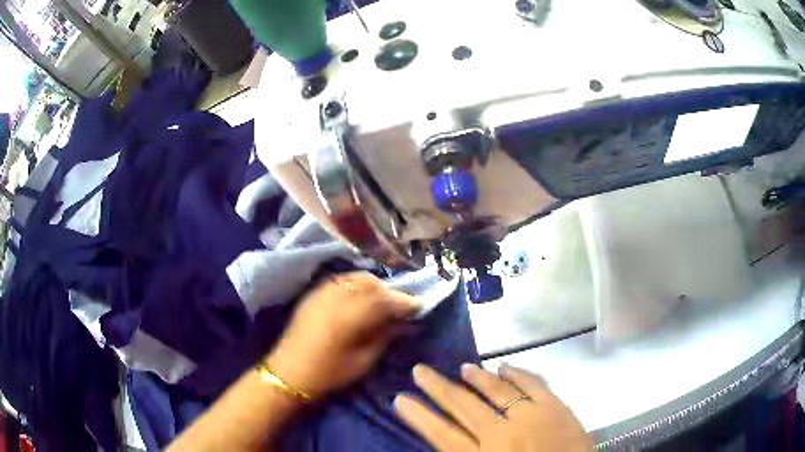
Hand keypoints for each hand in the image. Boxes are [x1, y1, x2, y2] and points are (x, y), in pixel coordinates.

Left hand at [267, 272, 419, 397]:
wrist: (288, 373)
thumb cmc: (328, 374)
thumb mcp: (362, 361)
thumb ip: (385, 337)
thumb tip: (406, 323)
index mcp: (347, 319)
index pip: (382, 299)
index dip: (403, 300)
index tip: (419, 305)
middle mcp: (333, 299)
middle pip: (369, 283)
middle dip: (390, 291)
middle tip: (402, 305)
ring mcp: (320, 293)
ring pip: (354, 277)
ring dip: (374, 285)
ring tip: (383, 301)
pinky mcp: (313, 294)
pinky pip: (340, 280)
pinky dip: (356, 284)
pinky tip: (361, 297)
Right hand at [395, 363, 592, 451]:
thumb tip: (447, 441)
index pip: (442, 434)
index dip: (420, 416)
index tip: (400, 399)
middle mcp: (502, 435)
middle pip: (463, 407)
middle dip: (438, 388)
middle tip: (419, 370)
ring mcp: (531, 417)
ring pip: (496, 391)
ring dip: (476, 378)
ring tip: (461, 368)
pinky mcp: (556, 407)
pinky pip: (532, 384)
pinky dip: (516, 373)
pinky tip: (503, 366)